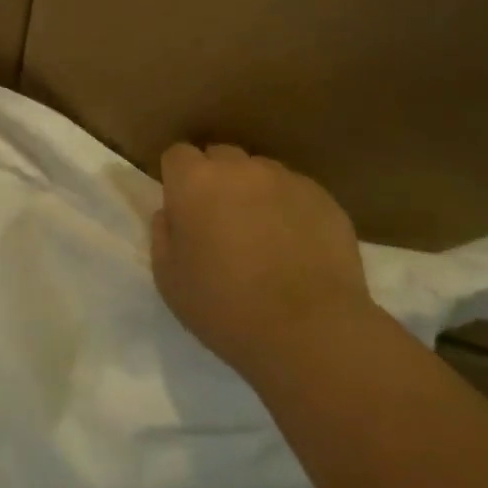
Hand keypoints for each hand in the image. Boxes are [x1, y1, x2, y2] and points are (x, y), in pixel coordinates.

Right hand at [151, 143, 371, 390]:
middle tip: (222, 222)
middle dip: (217, 180)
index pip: (178, 154)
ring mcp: (286, 179)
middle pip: (221, 156)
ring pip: (261, 172)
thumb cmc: (227, 309)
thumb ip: (162, 236)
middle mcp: (239, 168)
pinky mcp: (324, 198)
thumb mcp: (169, 281)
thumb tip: (170, 214)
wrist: (312, 333)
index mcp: (195, 182)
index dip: (178, 178)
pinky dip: (291, 210)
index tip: (184, 208)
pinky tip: (298, 248)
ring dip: (255, 193)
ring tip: (265, 236)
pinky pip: (297, 193)